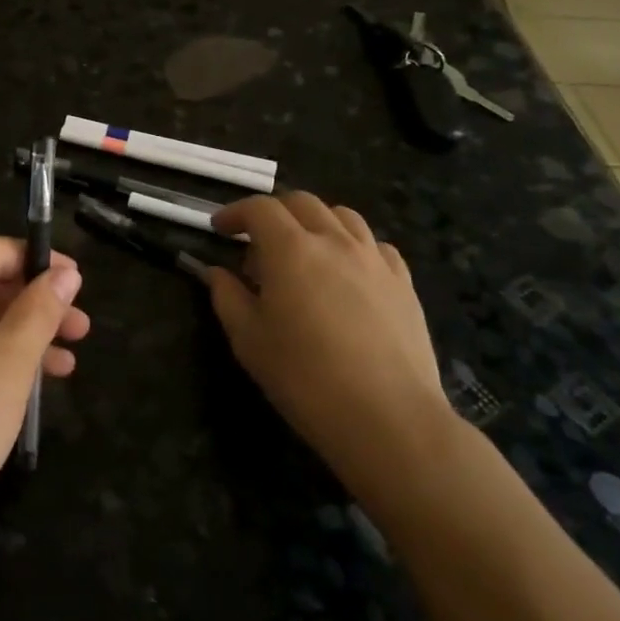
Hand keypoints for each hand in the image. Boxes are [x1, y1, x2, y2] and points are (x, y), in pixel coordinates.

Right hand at [207, 193, 456, 502]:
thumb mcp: (248, 340)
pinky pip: (375, 245)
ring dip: (314, 222)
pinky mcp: (403, 282)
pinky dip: (352, 245)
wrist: (387, 417)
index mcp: (291, 249)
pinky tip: (346, 273)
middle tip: (256, 244)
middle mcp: (334, 241)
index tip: (218, 230)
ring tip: (303, 252)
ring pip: (342, 216)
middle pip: (301, 203)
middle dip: (273, 213)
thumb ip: (227, 297)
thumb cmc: (304, 378)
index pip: (259, 209)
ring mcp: (374, 259)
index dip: (234, 213)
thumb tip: (216, 273)